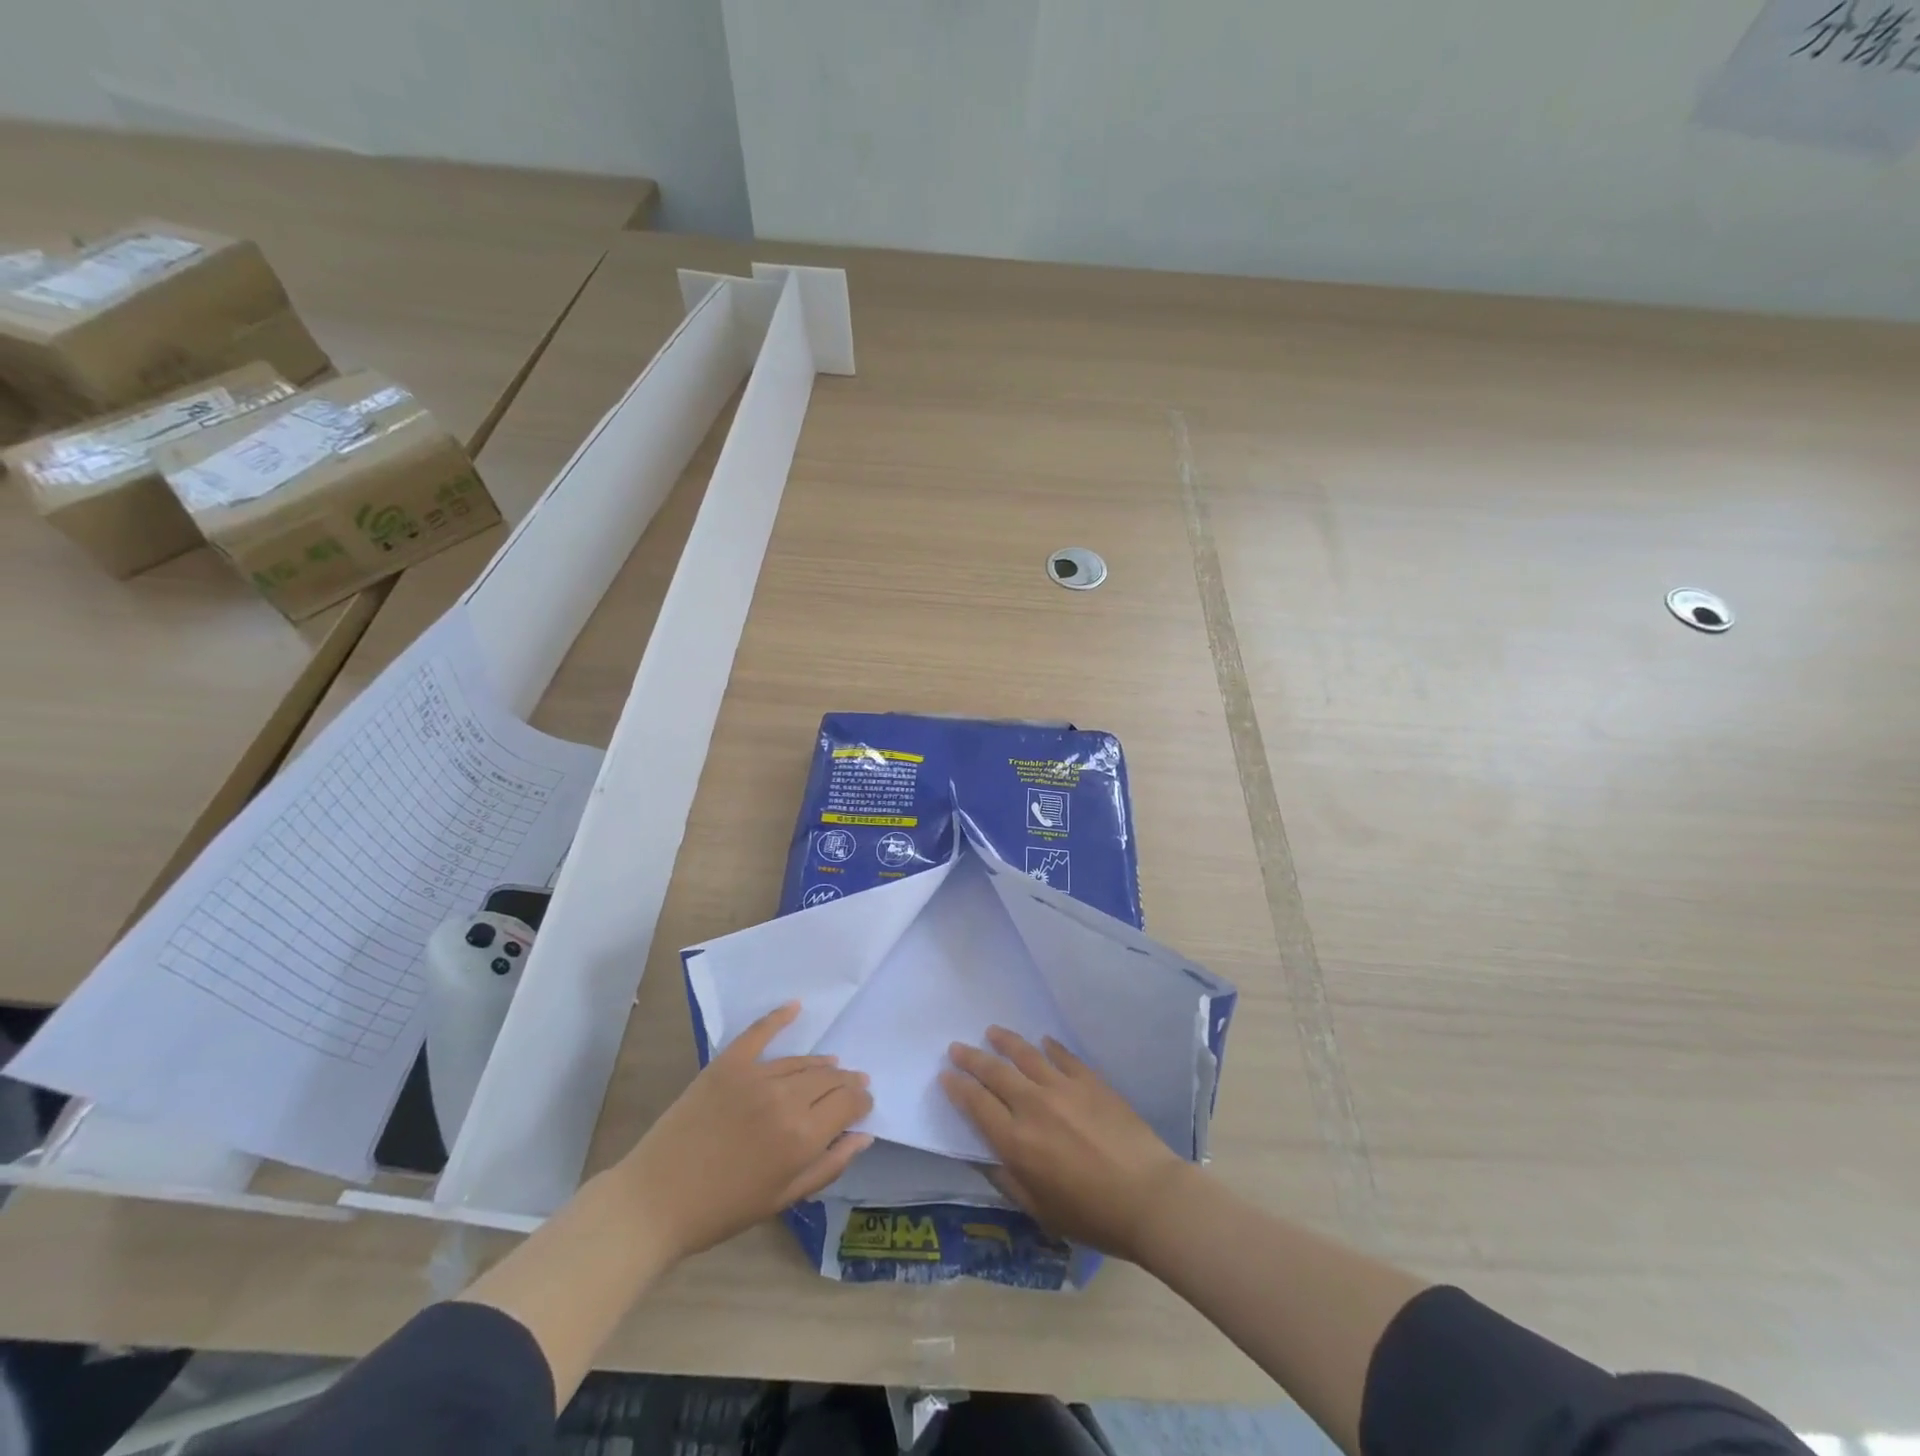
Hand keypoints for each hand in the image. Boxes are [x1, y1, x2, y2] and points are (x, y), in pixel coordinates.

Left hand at [619, 1002, 872, 1259]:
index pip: (848, 1103)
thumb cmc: (722, 1210)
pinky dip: (779, 1017)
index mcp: (802, 1137)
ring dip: (822, 1064)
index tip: (864, 1104)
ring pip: (802, 1061)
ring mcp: (755, 1076)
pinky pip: (760, 1033)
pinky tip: (796, 1006)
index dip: (862, 1101)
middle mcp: (785, 1099)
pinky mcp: (728, 1064)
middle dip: (847, 1082)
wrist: (655, 1201)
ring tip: (832, 1067)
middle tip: (853, 1085)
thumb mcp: (782, 1199)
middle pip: (829, 1079)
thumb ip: (829, 1166)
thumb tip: (863, 1136)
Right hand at [941, 1026, 1194, 1262]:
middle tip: (957, 1047)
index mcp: (1016, 1141)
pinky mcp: (1090, 1080)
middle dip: (971, 1058)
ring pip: (1025, 1054)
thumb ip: (1007, 1180)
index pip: (976, 1104)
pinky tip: (1043, 1041)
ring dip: (1005, 1041)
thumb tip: (982, 1155)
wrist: (1148, 1197)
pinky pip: (1063, 1055)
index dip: (957, 1088)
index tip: (945, 1075)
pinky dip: (1049, 1046)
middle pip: (994, 1072)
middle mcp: (1033, 1106)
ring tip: (992, 1031)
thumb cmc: (1091, 1215)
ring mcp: (1063, 1088)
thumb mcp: (1039, 1210)